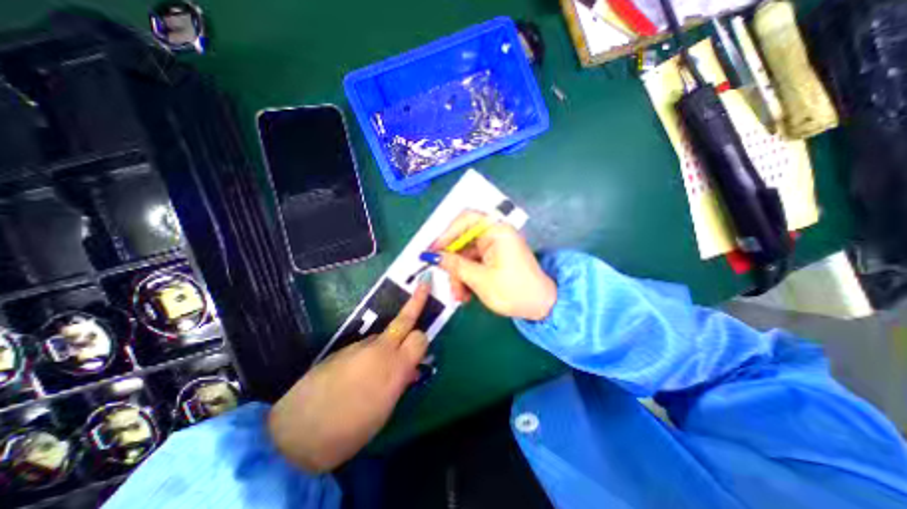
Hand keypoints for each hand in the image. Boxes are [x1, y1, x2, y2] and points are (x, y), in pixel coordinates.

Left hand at [267, 281, 428, 470]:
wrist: (296, 432)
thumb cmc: (350, 430)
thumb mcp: (384, 411)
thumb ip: (400, 383)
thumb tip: (411, 369)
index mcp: (395, 367)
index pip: (420, 337)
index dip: (422, 340)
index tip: (421, 349)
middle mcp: (380, 349)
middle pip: (404, 319)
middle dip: (417, 300)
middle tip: (425, 283)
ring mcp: (359, 345)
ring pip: (384, 334)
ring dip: (389, 342)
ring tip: (377, 369)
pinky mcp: (342, 348)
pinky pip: (365, 345)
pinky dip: (370, 352)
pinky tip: (358, 373)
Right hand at [430, 211, 555, 321]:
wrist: (541, 307)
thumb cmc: (515, 291)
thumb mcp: (480, 279)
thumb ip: (455, 265)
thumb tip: (432, 256)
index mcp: (497, 231)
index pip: (465, 219)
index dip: (446, 234)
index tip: (433, 251)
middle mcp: (495, 234)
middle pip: (462, 240)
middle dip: (452, 263)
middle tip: (446, 281)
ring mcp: (494, 247)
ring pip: (465, 255)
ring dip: (458, 275)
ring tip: (459, 296)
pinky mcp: (493, 258)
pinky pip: (473, 263)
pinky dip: (466, 277)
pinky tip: (466, 294)